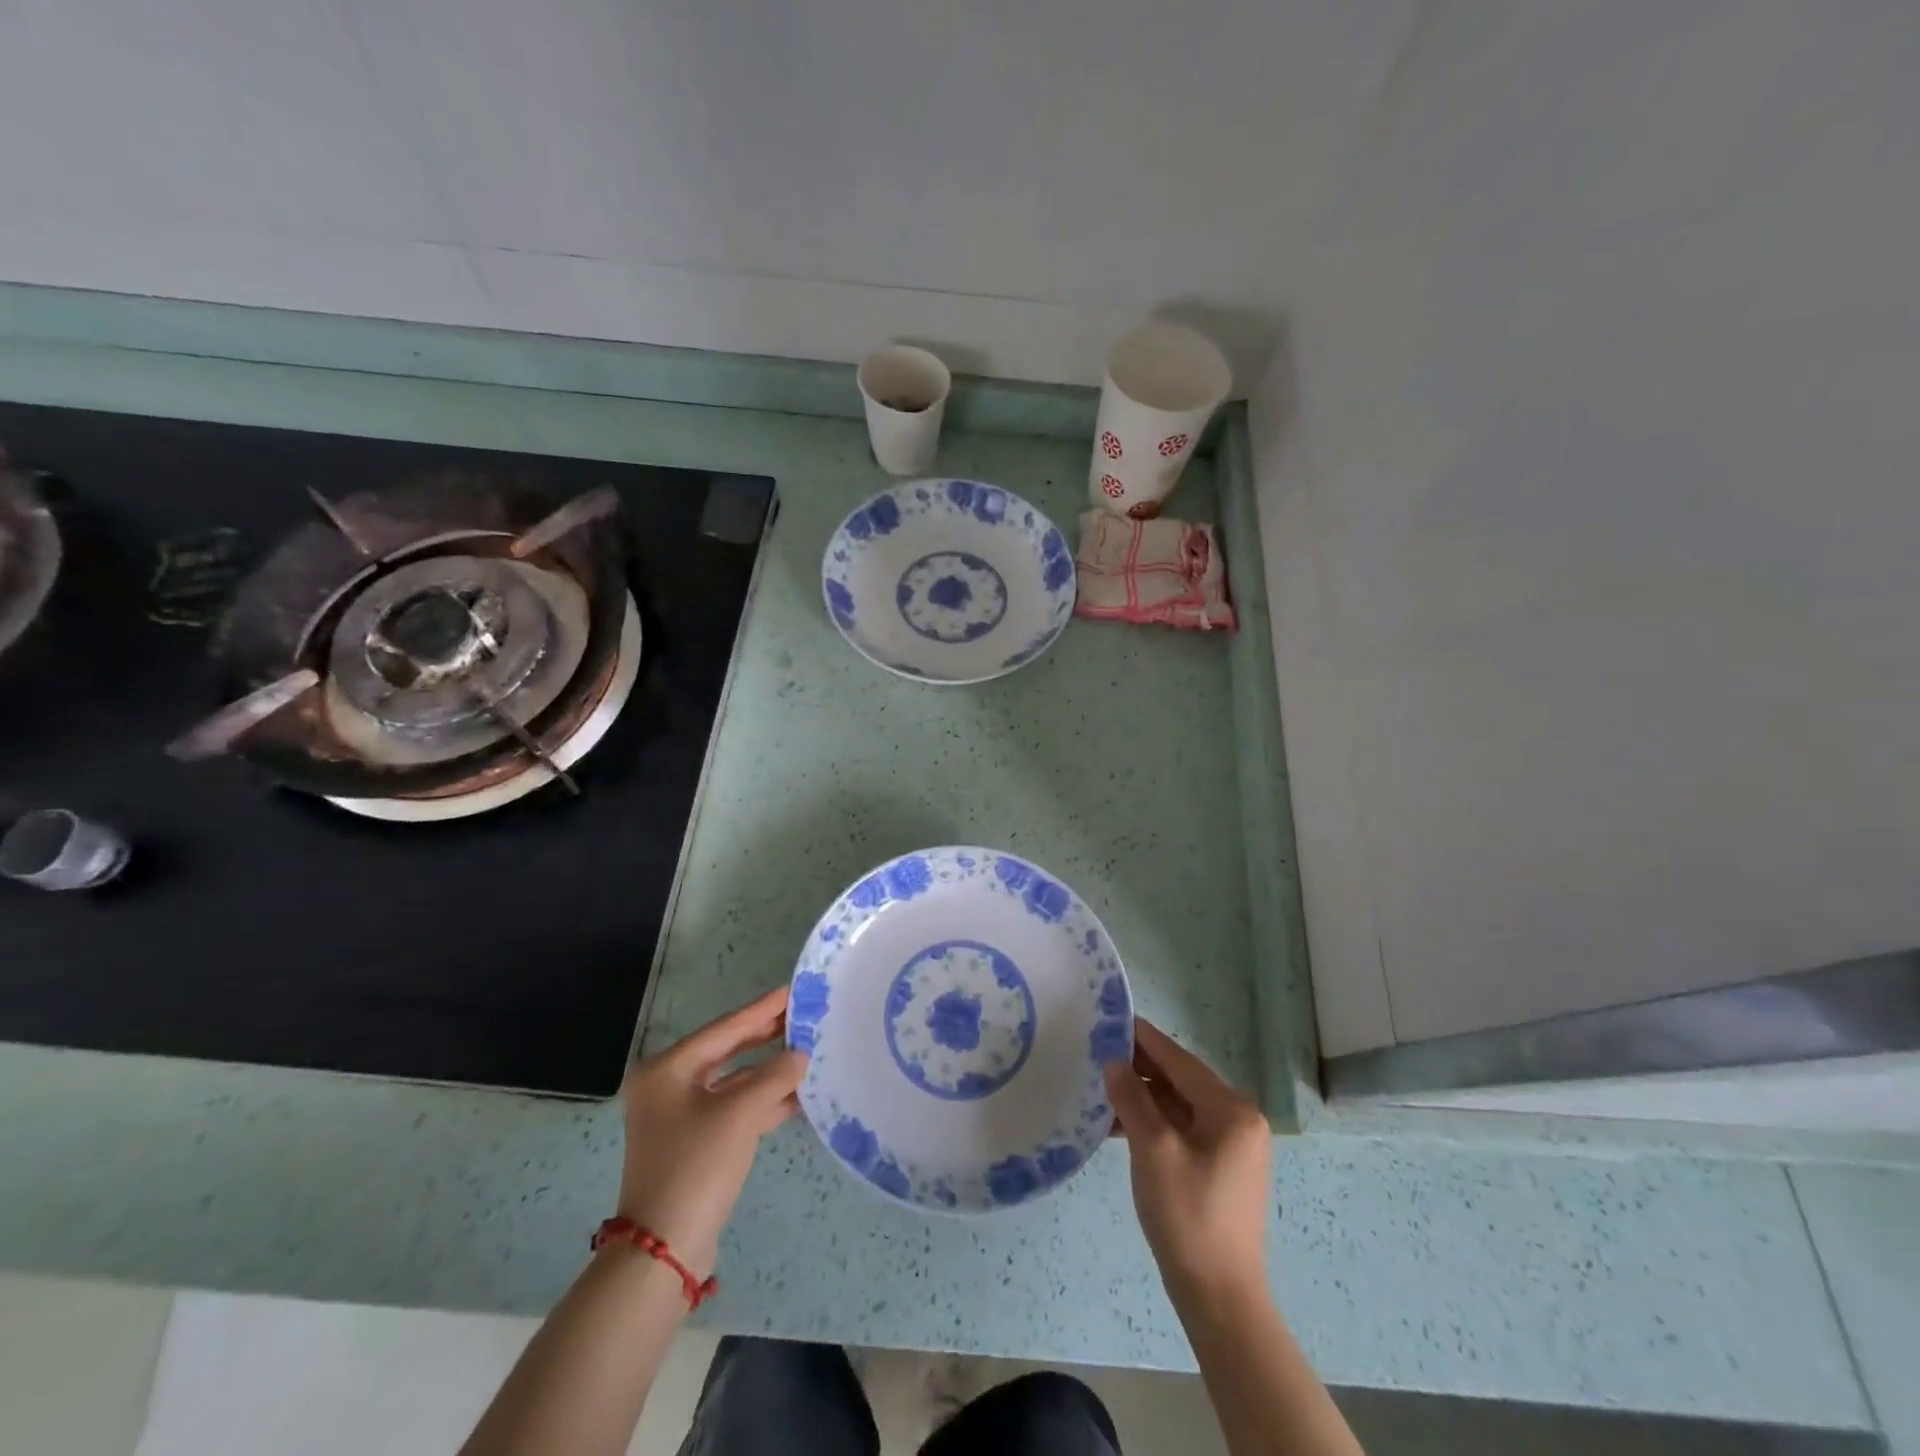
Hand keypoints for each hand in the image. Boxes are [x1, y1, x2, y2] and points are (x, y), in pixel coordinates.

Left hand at [616, 986, 806, 1278]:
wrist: (664, 1249)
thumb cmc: (696, 1165)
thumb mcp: (740, 1114)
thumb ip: (775, 1076)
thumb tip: (801, 1055)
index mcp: (667, 1069)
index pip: (725, 1028)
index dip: (762, 1009)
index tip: (792, 989)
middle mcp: (668, 1086)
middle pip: (728, 1050)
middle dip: (767, 1036)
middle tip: (803, 1015)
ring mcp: (680, 1116)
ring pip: (734, 1081)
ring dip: (769, 1071)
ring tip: (808, 1051)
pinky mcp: (695, 1142)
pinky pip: (734, 1108)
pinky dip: (763, 1100)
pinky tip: (797, 1094)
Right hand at [1104, 1017, 1271, 1305]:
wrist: (1219, 1298)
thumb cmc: (1188, 1217)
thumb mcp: (1153, 1151)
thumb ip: (1132, 1100)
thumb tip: (1114, 1063)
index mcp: (1232, 1111)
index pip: (1180, 1061)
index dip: (1145, 1039)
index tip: (1113, 1018)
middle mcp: (1239, 1120)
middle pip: (1181, 1081)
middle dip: (1140, 1067)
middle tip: (1099, 1050)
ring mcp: (1231, 1146)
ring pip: (1179, 1106)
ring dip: (1143, 1097)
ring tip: (1102, 1087)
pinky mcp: (1220, 1167)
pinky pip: (1183, 1129)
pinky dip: (1154, 1123)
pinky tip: (1120, 1125)